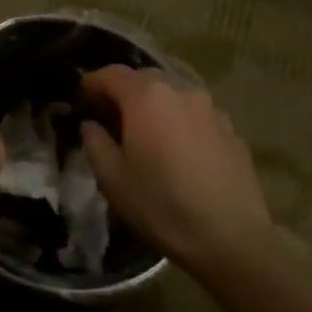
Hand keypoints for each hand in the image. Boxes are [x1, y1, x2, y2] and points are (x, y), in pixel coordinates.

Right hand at [79, 65, 270, 276]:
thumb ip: (95, 142)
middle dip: (123, 92)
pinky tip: (176, 152)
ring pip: (173, 96)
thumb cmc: (161, 204)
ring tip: (144, 135)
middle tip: (108, 117)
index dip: (91, 83)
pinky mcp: (232, 131)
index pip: (111, 74)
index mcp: (147, 97)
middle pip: (144, 79)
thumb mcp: (112, 178)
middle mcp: (181, 92)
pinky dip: (178, 123)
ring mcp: (212, 110)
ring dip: (153, 107)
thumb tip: (92, 125)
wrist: (230, 237)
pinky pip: (195, 116)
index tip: (79, 99)